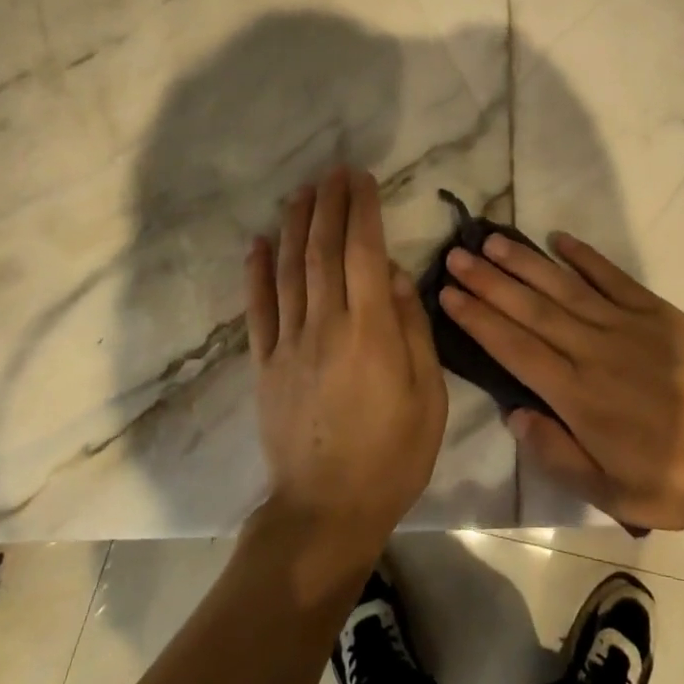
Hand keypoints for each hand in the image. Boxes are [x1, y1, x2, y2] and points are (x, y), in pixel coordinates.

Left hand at [246, 167, 446, 585]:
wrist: (326, 511)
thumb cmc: (392, 454)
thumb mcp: (428, 394)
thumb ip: (412, 328)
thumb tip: (393, 274)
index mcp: (370, 331)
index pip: (363, 252)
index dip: (362, 210)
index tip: (362, 178)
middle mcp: (325, 325)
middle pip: (323, 250)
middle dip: (329, 205)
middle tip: (333, 171)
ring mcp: (289, 343)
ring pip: (289, 270)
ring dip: (295, 225)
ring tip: (301, 191)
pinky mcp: (264, 364)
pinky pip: (257, 309)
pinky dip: (256, 272)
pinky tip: (258, 241)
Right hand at [441, 231, 683, 530]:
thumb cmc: (673, 478)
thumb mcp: (609, 491)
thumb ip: (556, 453)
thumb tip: (513, 413)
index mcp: (576, 395)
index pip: (514, 348)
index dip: (478, 319)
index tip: (448, 293)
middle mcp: (592, 350)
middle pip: (530, 309)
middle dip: (489, 281)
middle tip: (457, 255)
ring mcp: (624, 325)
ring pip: (563, 287)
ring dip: (525, 262)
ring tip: (492, 240)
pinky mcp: (655, 311)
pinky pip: (612, 277)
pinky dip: (585, 256)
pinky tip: (559, 239)